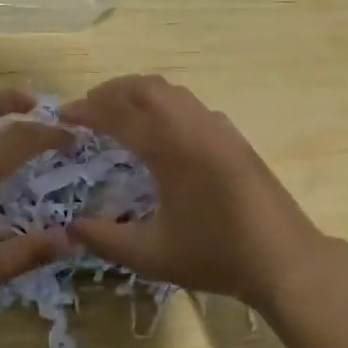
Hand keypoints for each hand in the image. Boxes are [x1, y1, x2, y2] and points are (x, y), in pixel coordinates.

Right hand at [61, 75, 330, 305]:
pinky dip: (164, 104)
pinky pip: (190, 104)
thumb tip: (70, 227)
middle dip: (110, 91)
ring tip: (117, 113)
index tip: (62, 115)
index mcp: (170, 148)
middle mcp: (193, 126)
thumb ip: (105, 239)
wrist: (285, 260)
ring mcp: (218, 128)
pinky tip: (160, 132)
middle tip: (86, 109)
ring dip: (138, 94)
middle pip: (145, 87)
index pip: (118, 114)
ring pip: (171, 91)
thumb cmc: (215, 255)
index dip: (86, 110)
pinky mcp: (234, 137)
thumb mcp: (151, 256)